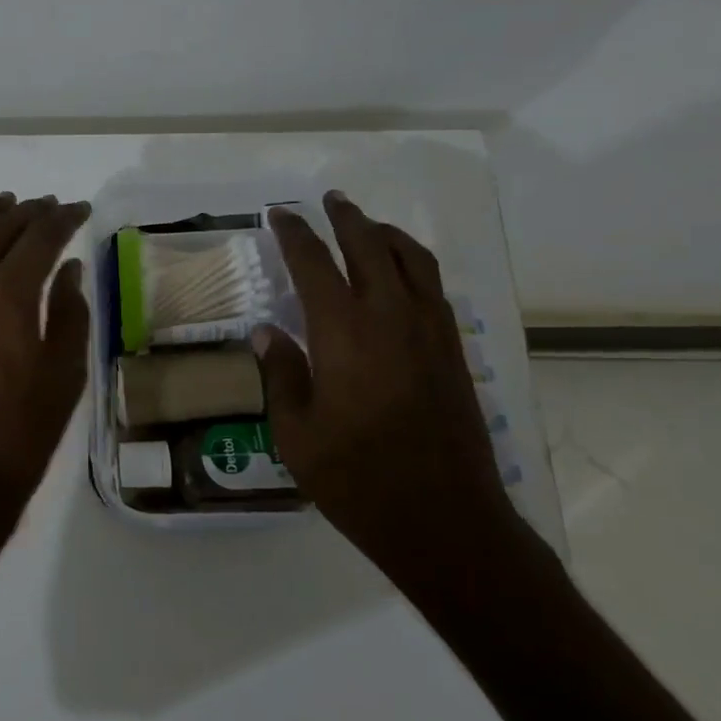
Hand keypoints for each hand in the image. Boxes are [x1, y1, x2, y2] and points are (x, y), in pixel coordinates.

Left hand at [0, 193, 92, 554]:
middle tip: (51, 207)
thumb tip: (68, 268)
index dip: (64, 218)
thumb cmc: (21, 431)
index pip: (40, 236)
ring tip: (4, 205)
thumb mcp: (65, 373)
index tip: (81, 209)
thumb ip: (69, 311)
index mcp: (7, 295)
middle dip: (29, 211)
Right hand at [253, 192, 516, 576]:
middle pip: (370, 246)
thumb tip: (267, 331)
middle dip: (345, 218)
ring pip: (411, 260)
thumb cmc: (356, 479)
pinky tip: (401, 276)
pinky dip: (413, 265)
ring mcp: (430, 331)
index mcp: (344, 332)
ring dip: (385, 234)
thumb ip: (280, 373)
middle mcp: (390, 317)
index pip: (314, 263)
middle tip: (328, 201)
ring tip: (367, 225)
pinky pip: (433, 287)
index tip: (278, 215)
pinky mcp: (453, 351)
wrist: (443, 519)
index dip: (293, 233)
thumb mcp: (295, 432)